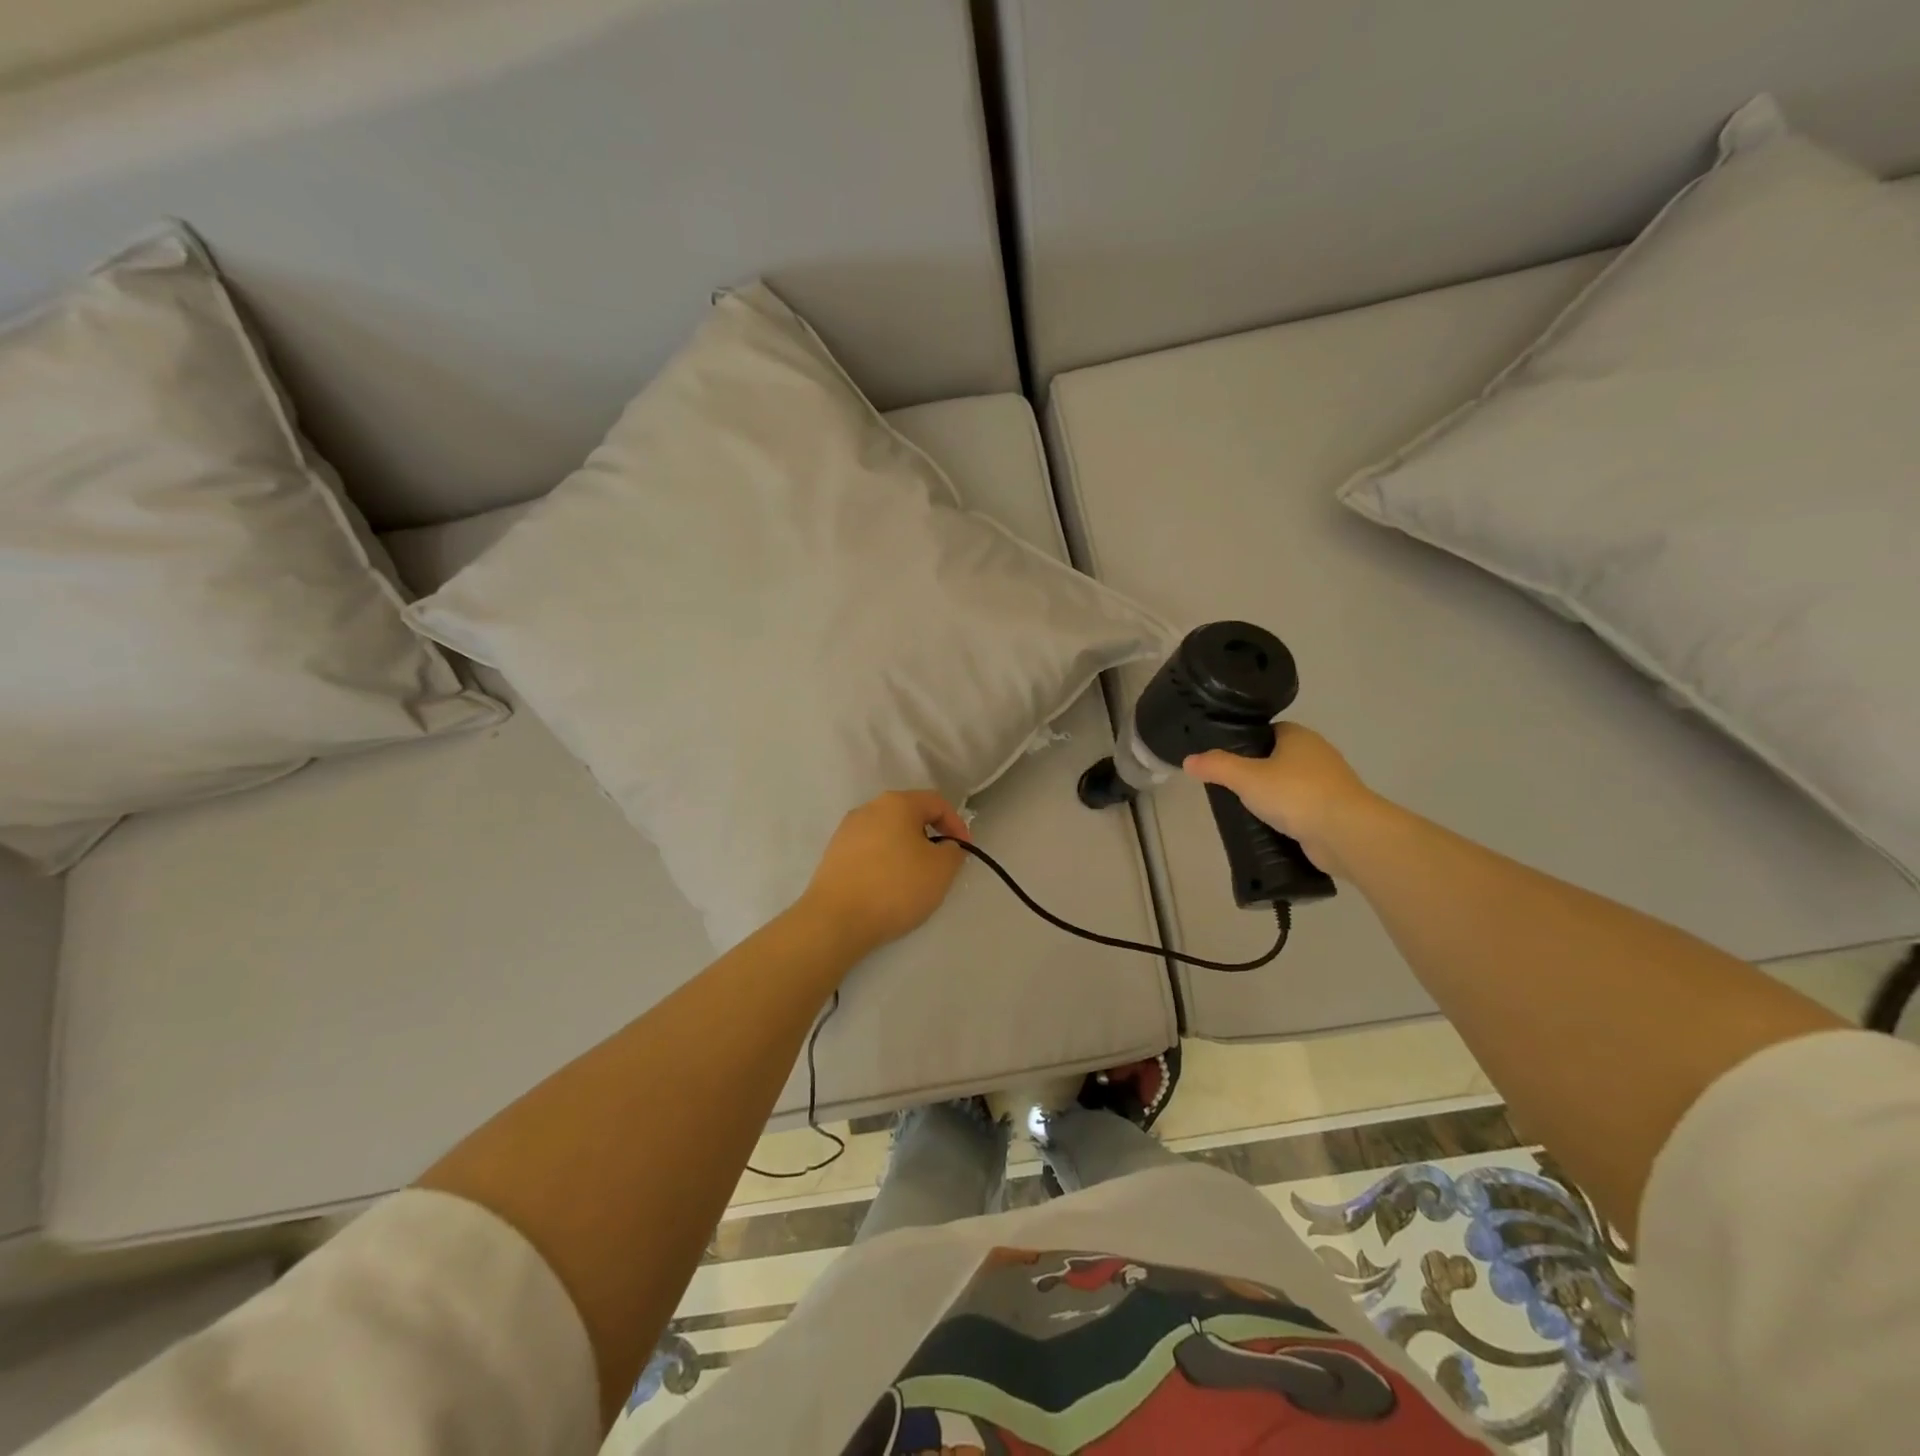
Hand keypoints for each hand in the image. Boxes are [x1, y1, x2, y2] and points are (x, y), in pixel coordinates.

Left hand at [799, 791, 969, 956]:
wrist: (835, 919)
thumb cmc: (895, 887)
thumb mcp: (941, 870)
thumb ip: (953, 851)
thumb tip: (946, 846)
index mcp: (897, 803)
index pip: (937, 803)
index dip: (957, 825)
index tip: (964, 851)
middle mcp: (869, 808)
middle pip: (910, 815)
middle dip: (931, 837)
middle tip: (941, 865)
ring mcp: (847, 830)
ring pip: (888, 833)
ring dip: (907, 850)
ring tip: (914, 879)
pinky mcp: (834, 854)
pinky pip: (869, 851)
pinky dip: (885, 862)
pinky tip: (887, 887)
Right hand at [1184, 724, 1377, 878]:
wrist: (1347, 833)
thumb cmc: (1296, 794)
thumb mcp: (1246, 778)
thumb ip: (1216, 767)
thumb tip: (1188, 760)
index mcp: (1299, 736)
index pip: (1267, 732)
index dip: (1244, 743)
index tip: (1224, 761)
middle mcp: (1318, 754)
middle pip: (1278, 758)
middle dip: (1256, 773)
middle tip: (1229, 788)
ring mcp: (1329, 784)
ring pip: (1291, 785)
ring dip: (1273, 797)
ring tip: (1245, 810)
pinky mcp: (1334, 811)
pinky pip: (1302, 809)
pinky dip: (1287, 817)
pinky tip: (1270, 828)